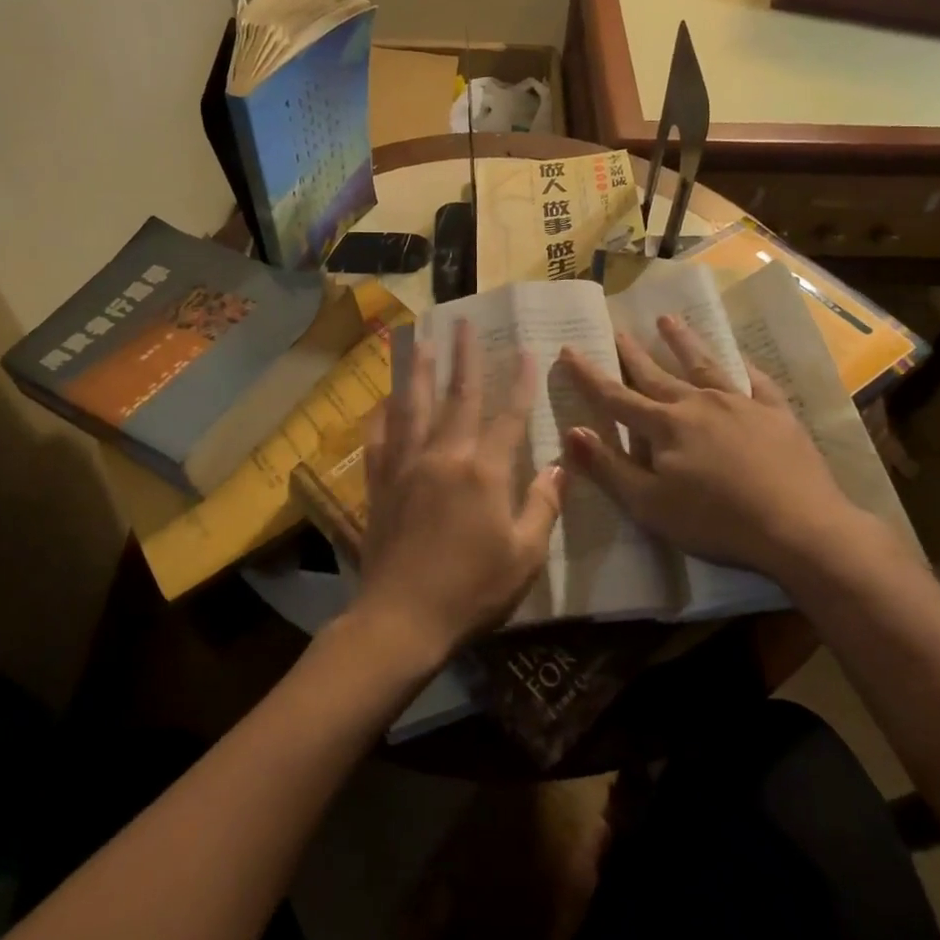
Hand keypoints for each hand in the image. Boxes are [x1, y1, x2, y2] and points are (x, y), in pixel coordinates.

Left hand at [354, 322, 564, 666]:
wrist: (403, 617)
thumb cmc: (472, 590)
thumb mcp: (524, 555)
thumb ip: (542, 506)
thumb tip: (559, 466)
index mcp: (483, 471)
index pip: (508, 416)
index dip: (520, 382)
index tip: (526, 350)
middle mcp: (444, 456)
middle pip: (457, 397)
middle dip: (464, 358)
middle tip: (463, 322)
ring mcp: (407, 466)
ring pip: (414, 407)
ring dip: (420, 372)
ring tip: (421, 341)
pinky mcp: (380, 483)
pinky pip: (380, 439)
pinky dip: (382, 416)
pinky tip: (383, 401)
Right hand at [558, 316, 881, 583]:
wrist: (799, 526)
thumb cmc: (716, 521)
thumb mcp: (650, 505)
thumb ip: (608, 467)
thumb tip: (572, 430)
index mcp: (665, 427)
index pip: (616, 396)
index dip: (589, 375)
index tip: (569, 348)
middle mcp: (697, 404)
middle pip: (656, 374)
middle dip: (632, 352)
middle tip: (617, 329)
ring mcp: (739, 403)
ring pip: (703, 365)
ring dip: (682, 342)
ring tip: (667, 319)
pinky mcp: (775, 412)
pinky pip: (755, 379)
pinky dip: (742, 364)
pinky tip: (738, 355)